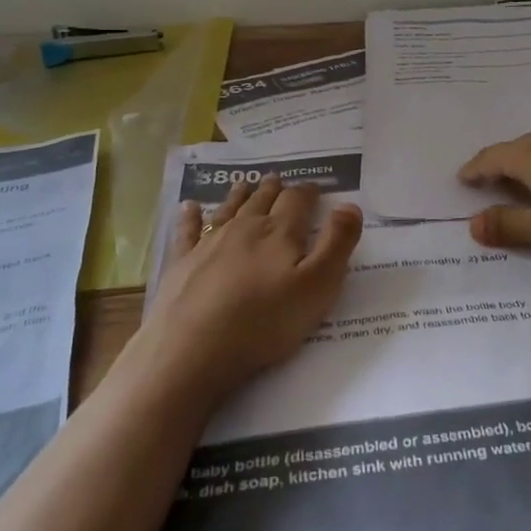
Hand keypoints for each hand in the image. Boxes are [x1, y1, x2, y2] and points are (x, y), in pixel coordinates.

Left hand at [139, 177, 362, 404]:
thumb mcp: (319, 286)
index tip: (315, 187)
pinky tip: (189, 207)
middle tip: (278, 179)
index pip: (298, 201)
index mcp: (280, 232)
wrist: (194, 350)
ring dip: (239, 195)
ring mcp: (208, 244)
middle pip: (262, 201)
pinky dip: (190, 217)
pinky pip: (187, 232)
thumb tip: (349, 205)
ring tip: (244, 184)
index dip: (308, 192)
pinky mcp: (182, 264)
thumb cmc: (265, 321)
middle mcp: (244, 228)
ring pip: (228, 210)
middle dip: (274, 190)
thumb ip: (338, 243)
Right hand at [458, 118, 530, 253]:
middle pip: (515, 150)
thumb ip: (507, 226)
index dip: (474, 171)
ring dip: (528, 165)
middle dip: (500, 168)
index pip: (490, 158)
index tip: (462, 180)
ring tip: (525, 186)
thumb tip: (473, 224)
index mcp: (529, 154)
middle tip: (490, 187)